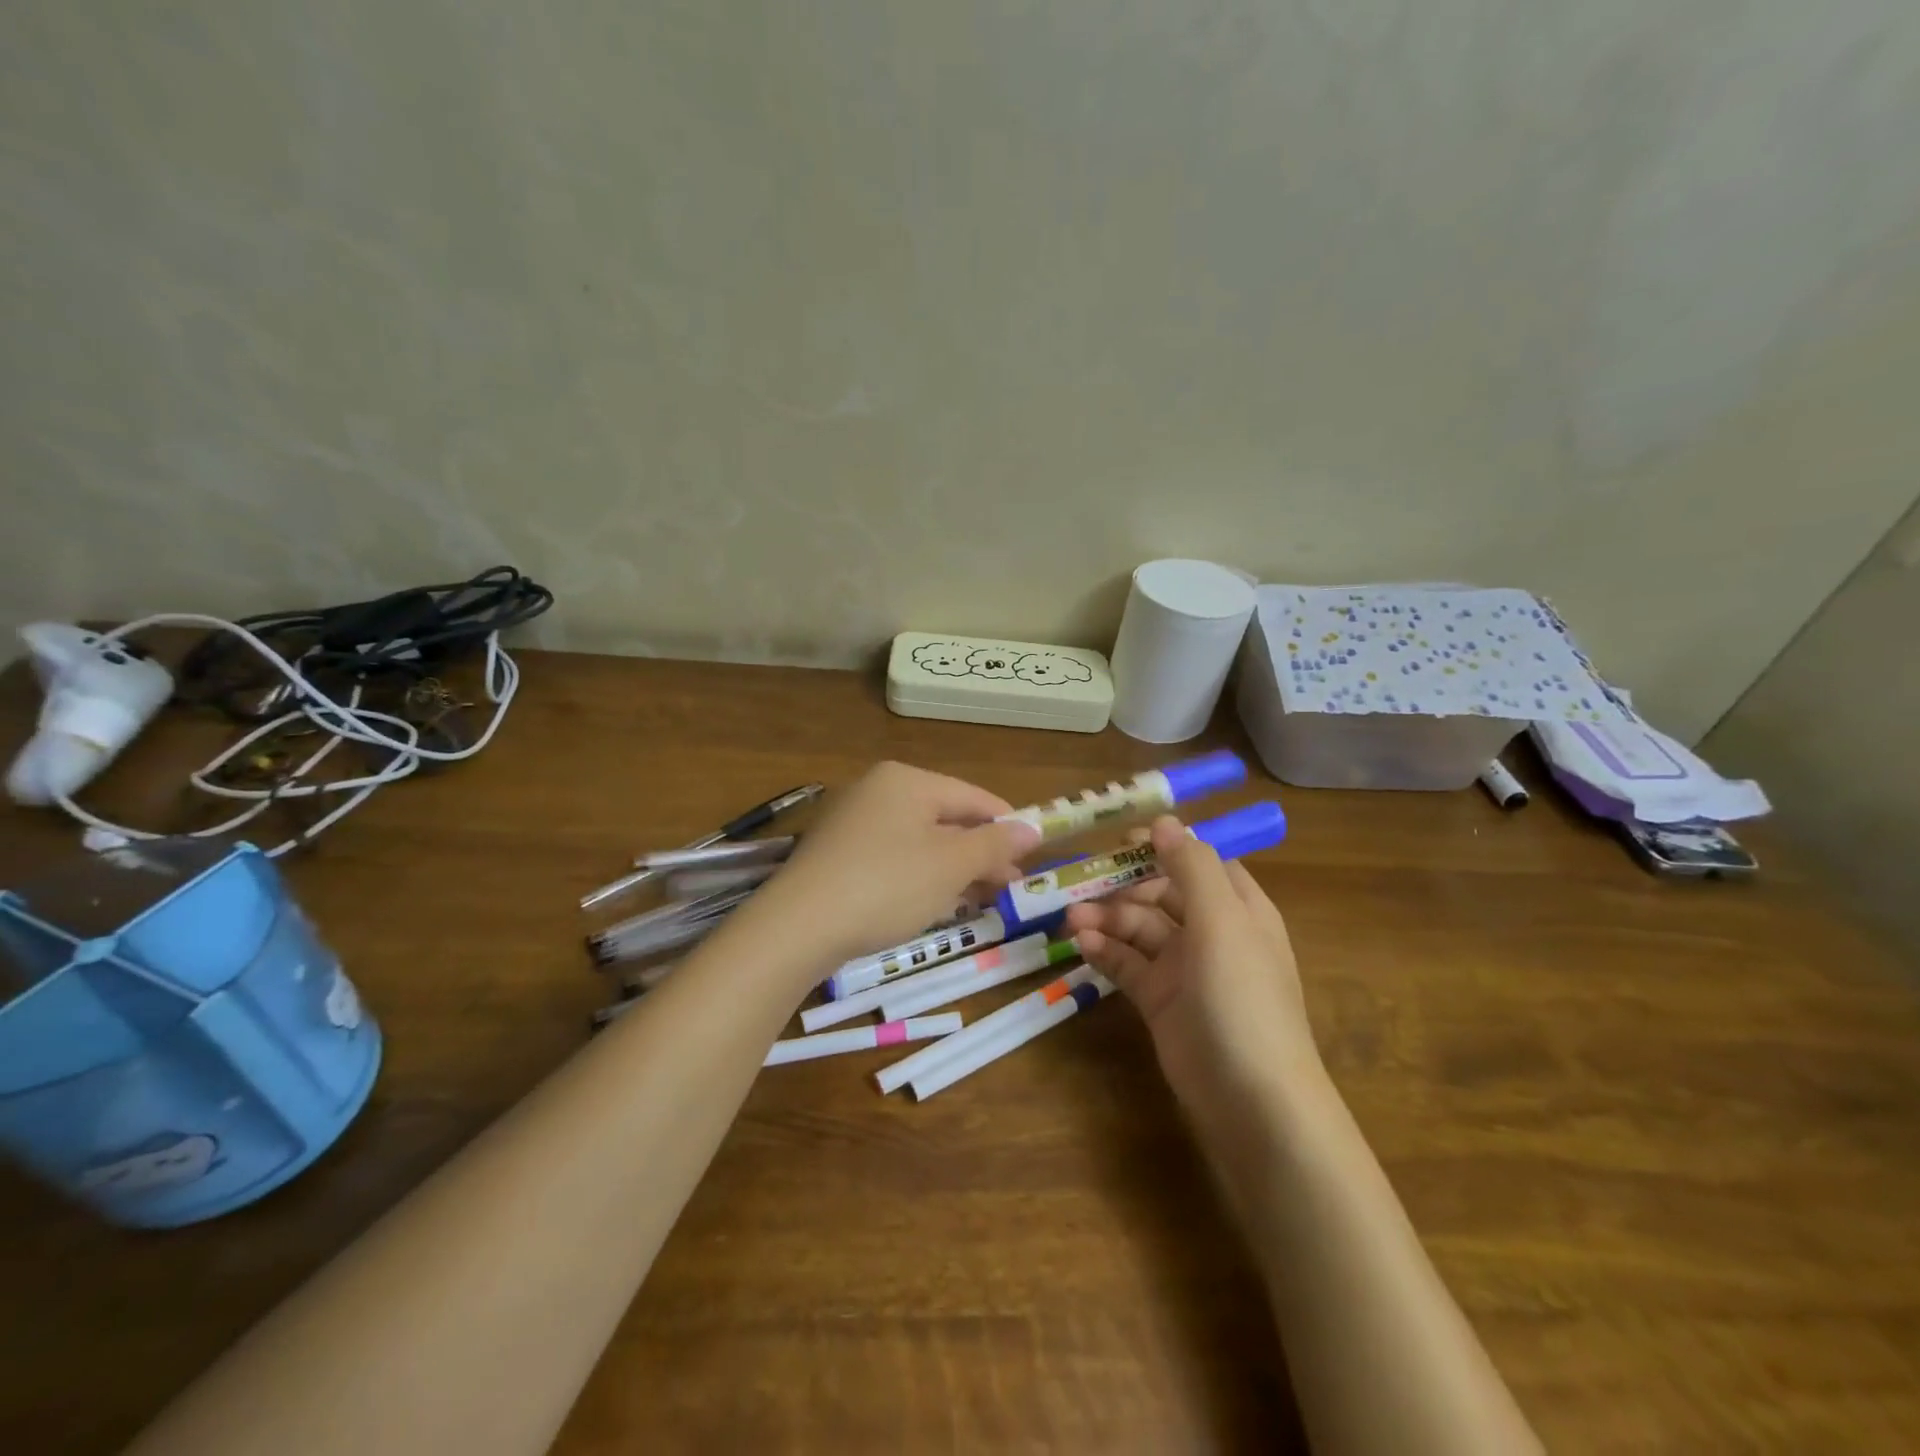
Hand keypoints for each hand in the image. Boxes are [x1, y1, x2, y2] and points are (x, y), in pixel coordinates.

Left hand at [746, 761, 1039, 972]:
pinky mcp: (835, 853)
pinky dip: (918, 876)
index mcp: (906, 780)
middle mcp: (876, 789)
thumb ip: (994, 843)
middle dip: (980, 852)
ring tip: (979, 899)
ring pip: (918, 840)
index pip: (972, 796)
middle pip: (945, 817)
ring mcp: (851, 820)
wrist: (797, 926)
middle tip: (1009, 886)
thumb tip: (1031, 828)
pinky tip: (932, 903)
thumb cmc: (887, 885)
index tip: (1034, 856)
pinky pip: (891, 856)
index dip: (1007, 824)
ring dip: (953, 868)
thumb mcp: (951, 865)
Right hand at [1064, 815, 1318, 1107]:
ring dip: (1106, 918)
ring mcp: (1185, 969)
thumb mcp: (1221, 921)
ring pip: (1139, 928)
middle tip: (1081, 885)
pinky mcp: (1160, 1001)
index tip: (1119, 839)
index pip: (1199, 861)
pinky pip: (1128, 964)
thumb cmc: (1241, 997)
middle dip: (1122, 886)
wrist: (1250, 1099)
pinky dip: (1105, 951)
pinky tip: (1082, 946)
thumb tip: (1164, 821)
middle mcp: (1212, 932)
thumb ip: (1191, 866)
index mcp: (1238, 908)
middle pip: (1161, 893)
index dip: (1163, 846)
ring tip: (1071, 920)